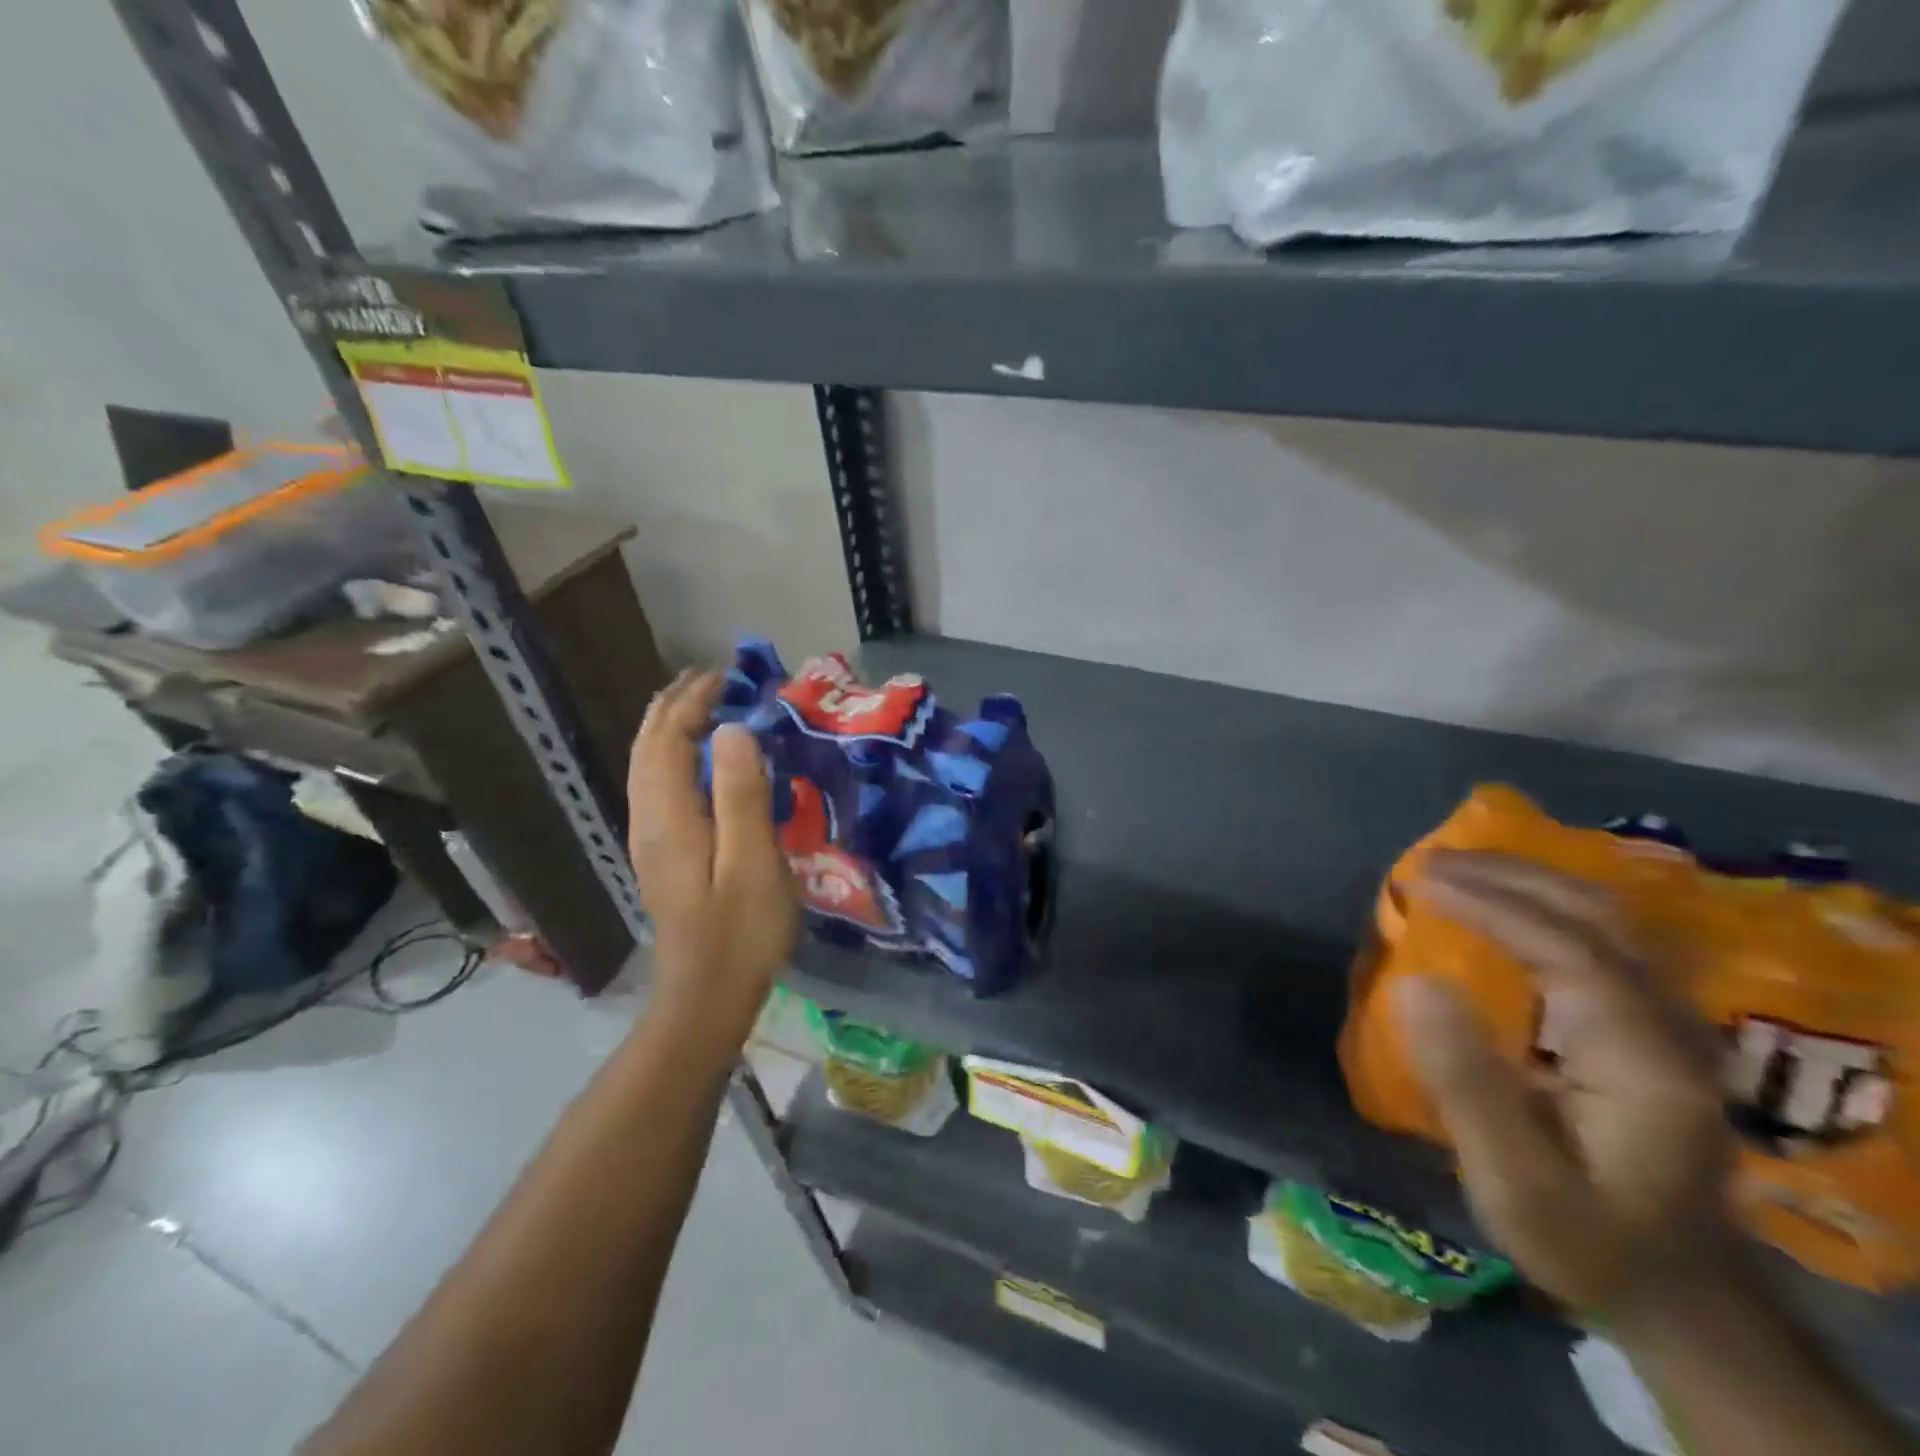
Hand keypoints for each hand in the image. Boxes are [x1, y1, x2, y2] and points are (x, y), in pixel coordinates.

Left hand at [627, 670, 798, 1043]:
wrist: (707, 997)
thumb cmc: (740, 931)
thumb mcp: (753, 861)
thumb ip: (742, 794)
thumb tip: (734, 729)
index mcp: (670, 816)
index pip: (670, 739)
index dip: (694, 702)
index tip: (727, 675)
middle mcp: (649, 820)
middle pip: (649, 747)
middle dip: (674, 706)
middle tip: (711, 677)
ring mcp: (651, 840)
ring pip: (648, 767)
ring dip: (669, 728)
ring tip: (700, 704)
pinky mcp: (663, 856)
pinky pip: (658, 786)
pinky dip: (672, 756)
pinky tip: (696, 761)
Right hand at [1392, 851, 1734, 1317]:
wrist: (1675, 1287)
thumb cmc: (1583, 1237)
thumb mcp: (1514, 1184)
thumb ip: (1467, 1084)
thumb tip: (1415, 983)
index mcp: (1646, 1063)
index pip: (1572, 951)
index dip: (1493, 906)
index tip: (1421, 883)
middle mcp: (1673, 1028)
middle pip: (1602, 917)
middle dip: (1512, 876)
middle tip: (1429, 864)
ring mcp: (1672, 1023)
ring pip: (1611, 919)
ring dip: (1531, 882)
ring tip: (1456, 870)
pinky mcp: (1653, 1025)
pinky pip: (1603, 938)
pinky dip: (1545, 905)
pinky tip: (1502, 903)